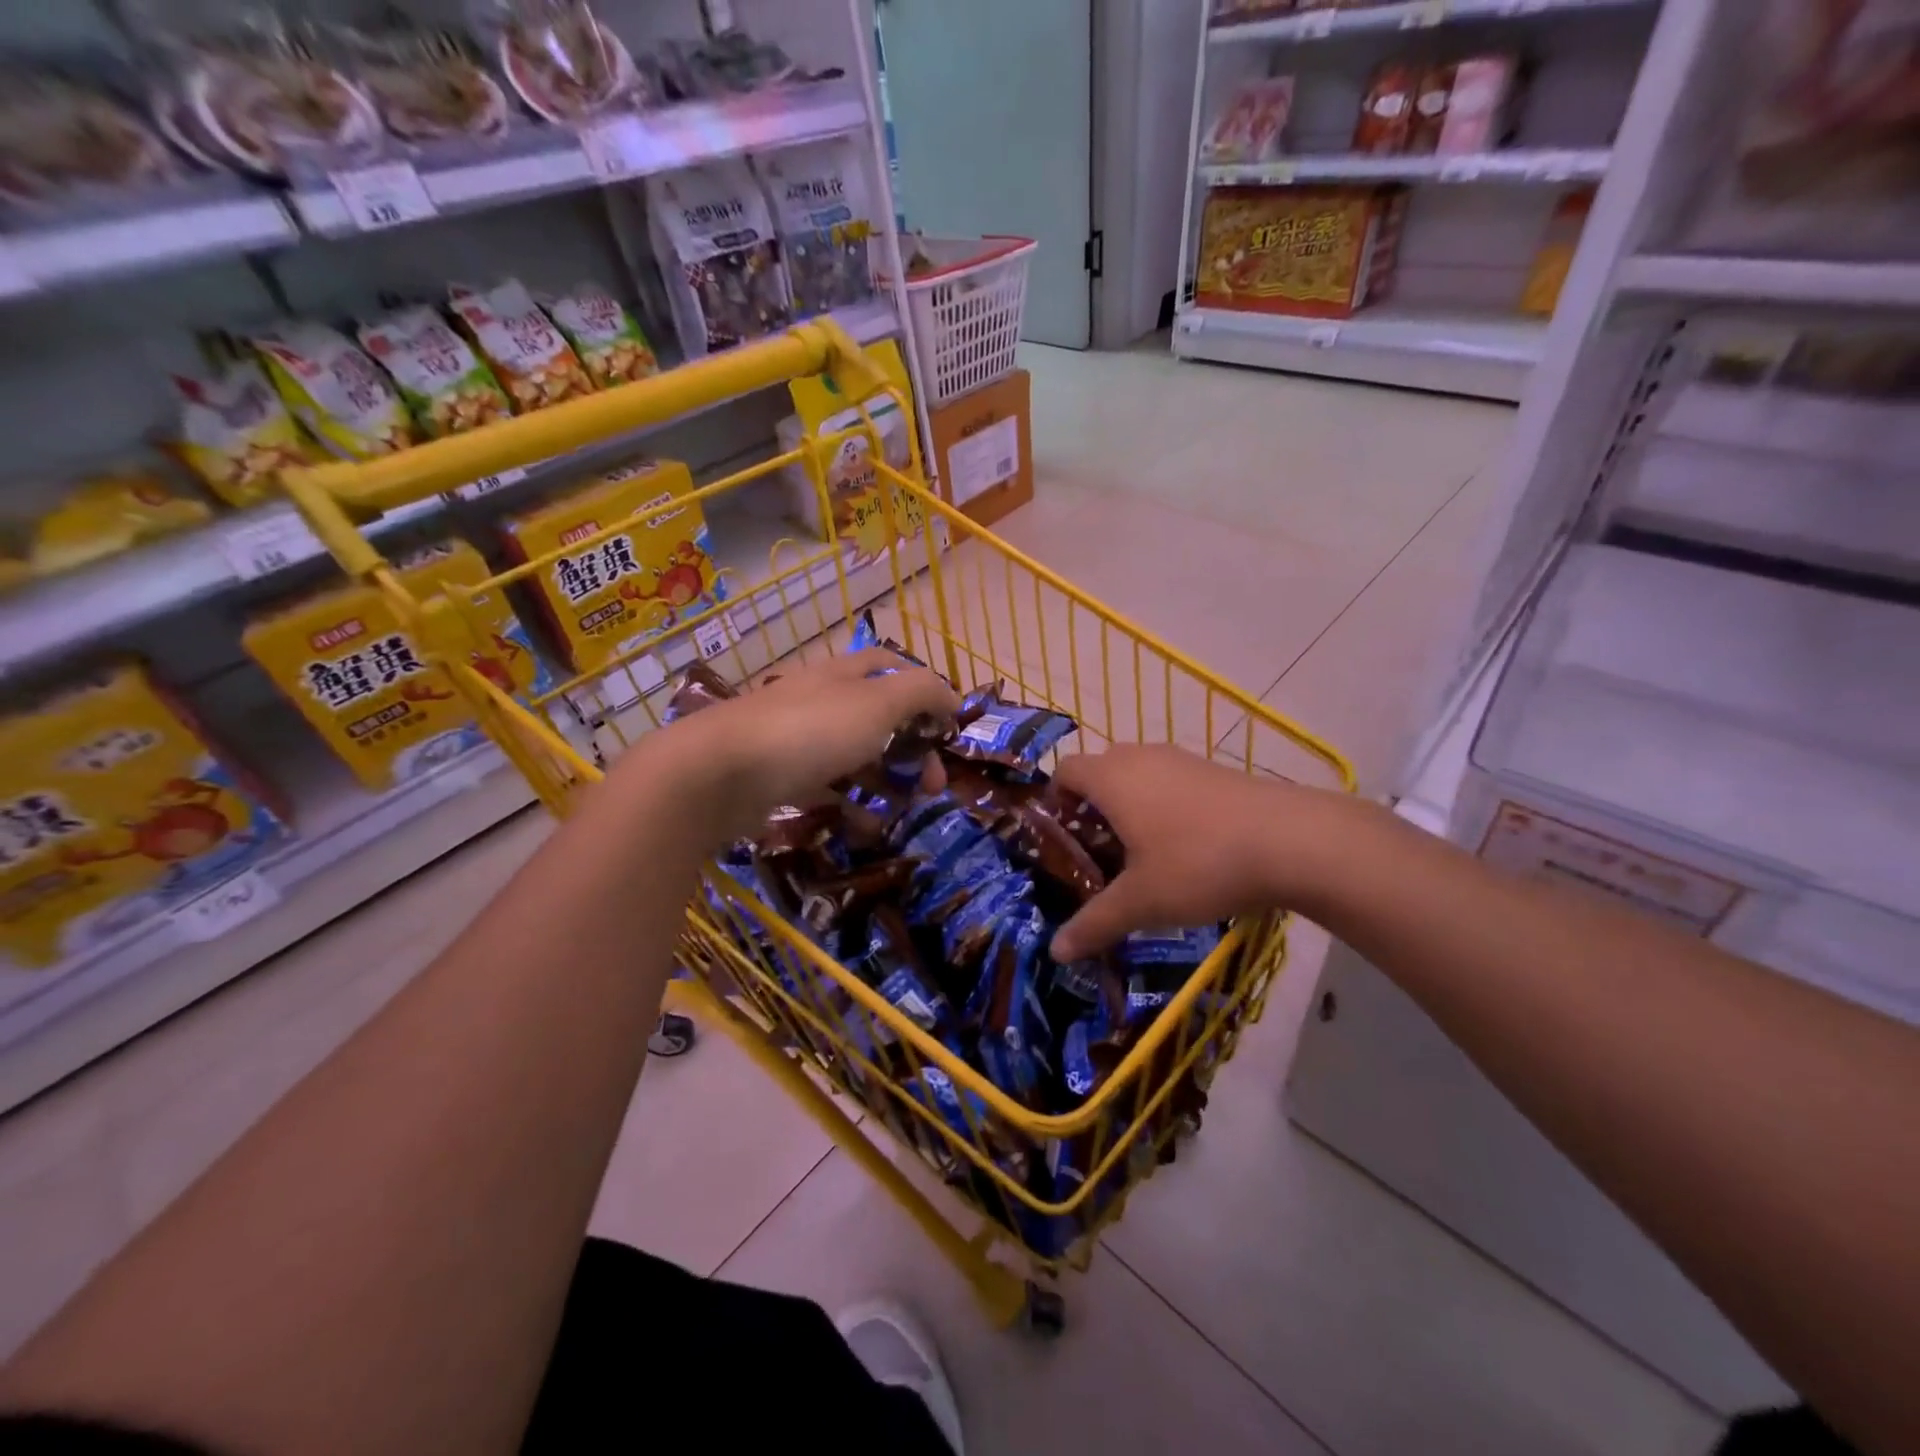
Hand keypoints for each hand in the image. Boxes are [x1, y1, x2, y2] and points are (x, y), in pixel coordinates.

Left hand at [643, 649, 958, 842]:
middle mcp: (820, 700)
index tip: (950, 727)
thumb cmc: (808, 731)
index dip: (926, 690)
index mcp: (843, 675)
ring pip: (854, 755)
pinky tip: (866, 828)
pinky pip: (825, 789)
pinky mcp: (778, 777)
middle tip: (935, 785)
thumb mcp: (877, 703)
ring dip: (886, 779)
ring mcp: (796, 739)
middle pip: (879, 717)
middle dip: (913, 749)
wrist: (717, 773)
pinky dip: (850, 805)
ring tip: (907, 808)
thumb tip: (952, 696)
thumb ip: (921, 693)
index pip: (891, 667)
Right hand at [1049, 744, 1371, 960]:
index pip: (1065, 771)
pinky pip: (1169, 780)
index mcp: (1111, 778)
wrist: (1291, 840)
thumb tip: (1056, 952)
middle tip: (1096, 854)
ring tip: (1139, 854)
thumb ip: (1094, 923)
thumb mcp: (1141, 902)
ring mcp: (1180, 759)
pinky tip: (1184, 846)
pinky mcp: (1213, 769)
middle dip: (1090, 808)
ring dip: (1128, 806)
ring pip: (1137, 774)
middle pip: (1099, 771)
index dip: (1054, 800)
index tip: (1061, 839)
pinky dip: (1162, 804)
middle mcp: (1140, 757)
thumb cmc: (1198, 864)